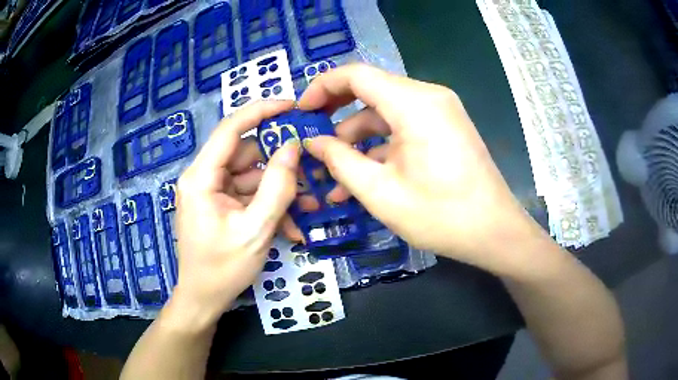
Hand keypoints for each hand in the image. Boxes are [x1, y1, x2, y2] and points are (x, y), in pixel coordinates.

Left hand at [170, 100, 299, 329]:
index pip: (230, 128)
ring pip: (252, 176)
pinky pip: (249, 195)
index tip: (292, 105)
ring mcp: (212, 192)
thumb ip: (277, 186)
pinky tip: (290, 227)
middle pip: (246, 155)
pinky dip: (269, 206)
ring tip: (308, 209)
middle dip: (279, 166)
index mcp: (201, 177)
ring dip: (279, 191)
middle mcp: (204, 177)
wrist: (204, 300)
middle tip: (311, 174)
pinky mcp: (220, 205)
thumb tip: (292, 146)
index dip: (261, 111)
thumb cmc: (223, 269)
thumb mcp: (256, 230)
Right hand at [299, 64, 541, 273]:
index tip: (302, 111)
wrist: (494, 232)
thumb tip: (313, 143)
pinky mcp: (445, 127)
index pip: (357, 74)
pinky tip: (363, 175)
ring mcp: (440, 111)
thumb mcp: (380, 192)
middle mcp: (429, 97)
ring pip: (386, 112)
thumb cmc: (441, 215)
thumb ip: (340, 161)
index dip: (322, 87)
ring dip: (358, 138)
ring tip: (334, 174)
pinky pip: (404, 126)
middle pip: (371, 90)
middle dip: (337, 114)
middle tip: (313, 138)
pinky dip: (382, 145)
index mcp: (414, 103)